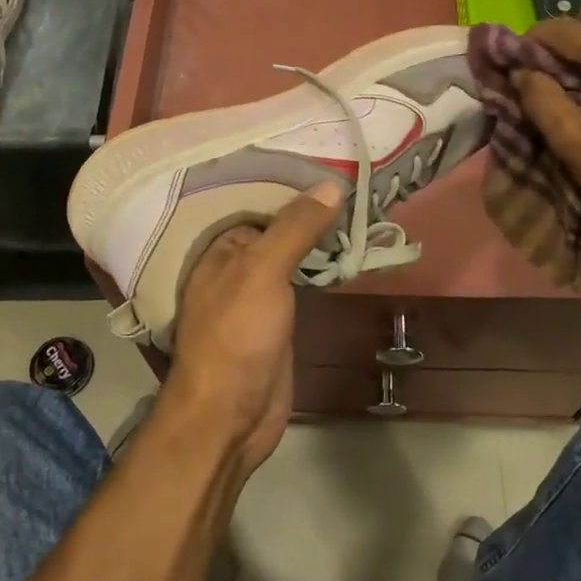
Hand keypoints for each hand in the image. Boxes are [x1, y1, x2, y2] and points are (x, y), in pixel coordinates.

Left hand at [160, 184, 343, 475]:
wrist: (231, 417)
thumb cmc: (237, 337)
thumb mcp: (262, 272)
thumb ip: (294, 229)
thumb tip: (331, 185)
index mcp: (220, 250)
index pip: (259, 204)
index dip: (292, 185)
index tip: (332, 163)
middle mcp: (236, 268)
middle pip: (278, 229)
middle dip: (310, 211)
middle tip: (355, 181)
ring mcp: (258, 296)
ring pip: (292, 256)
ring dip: (319, 239)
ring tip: (359, 207)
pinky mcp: (278, 322)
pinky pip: (301, 284)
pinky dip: (320, 269)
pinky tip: (346, 253)